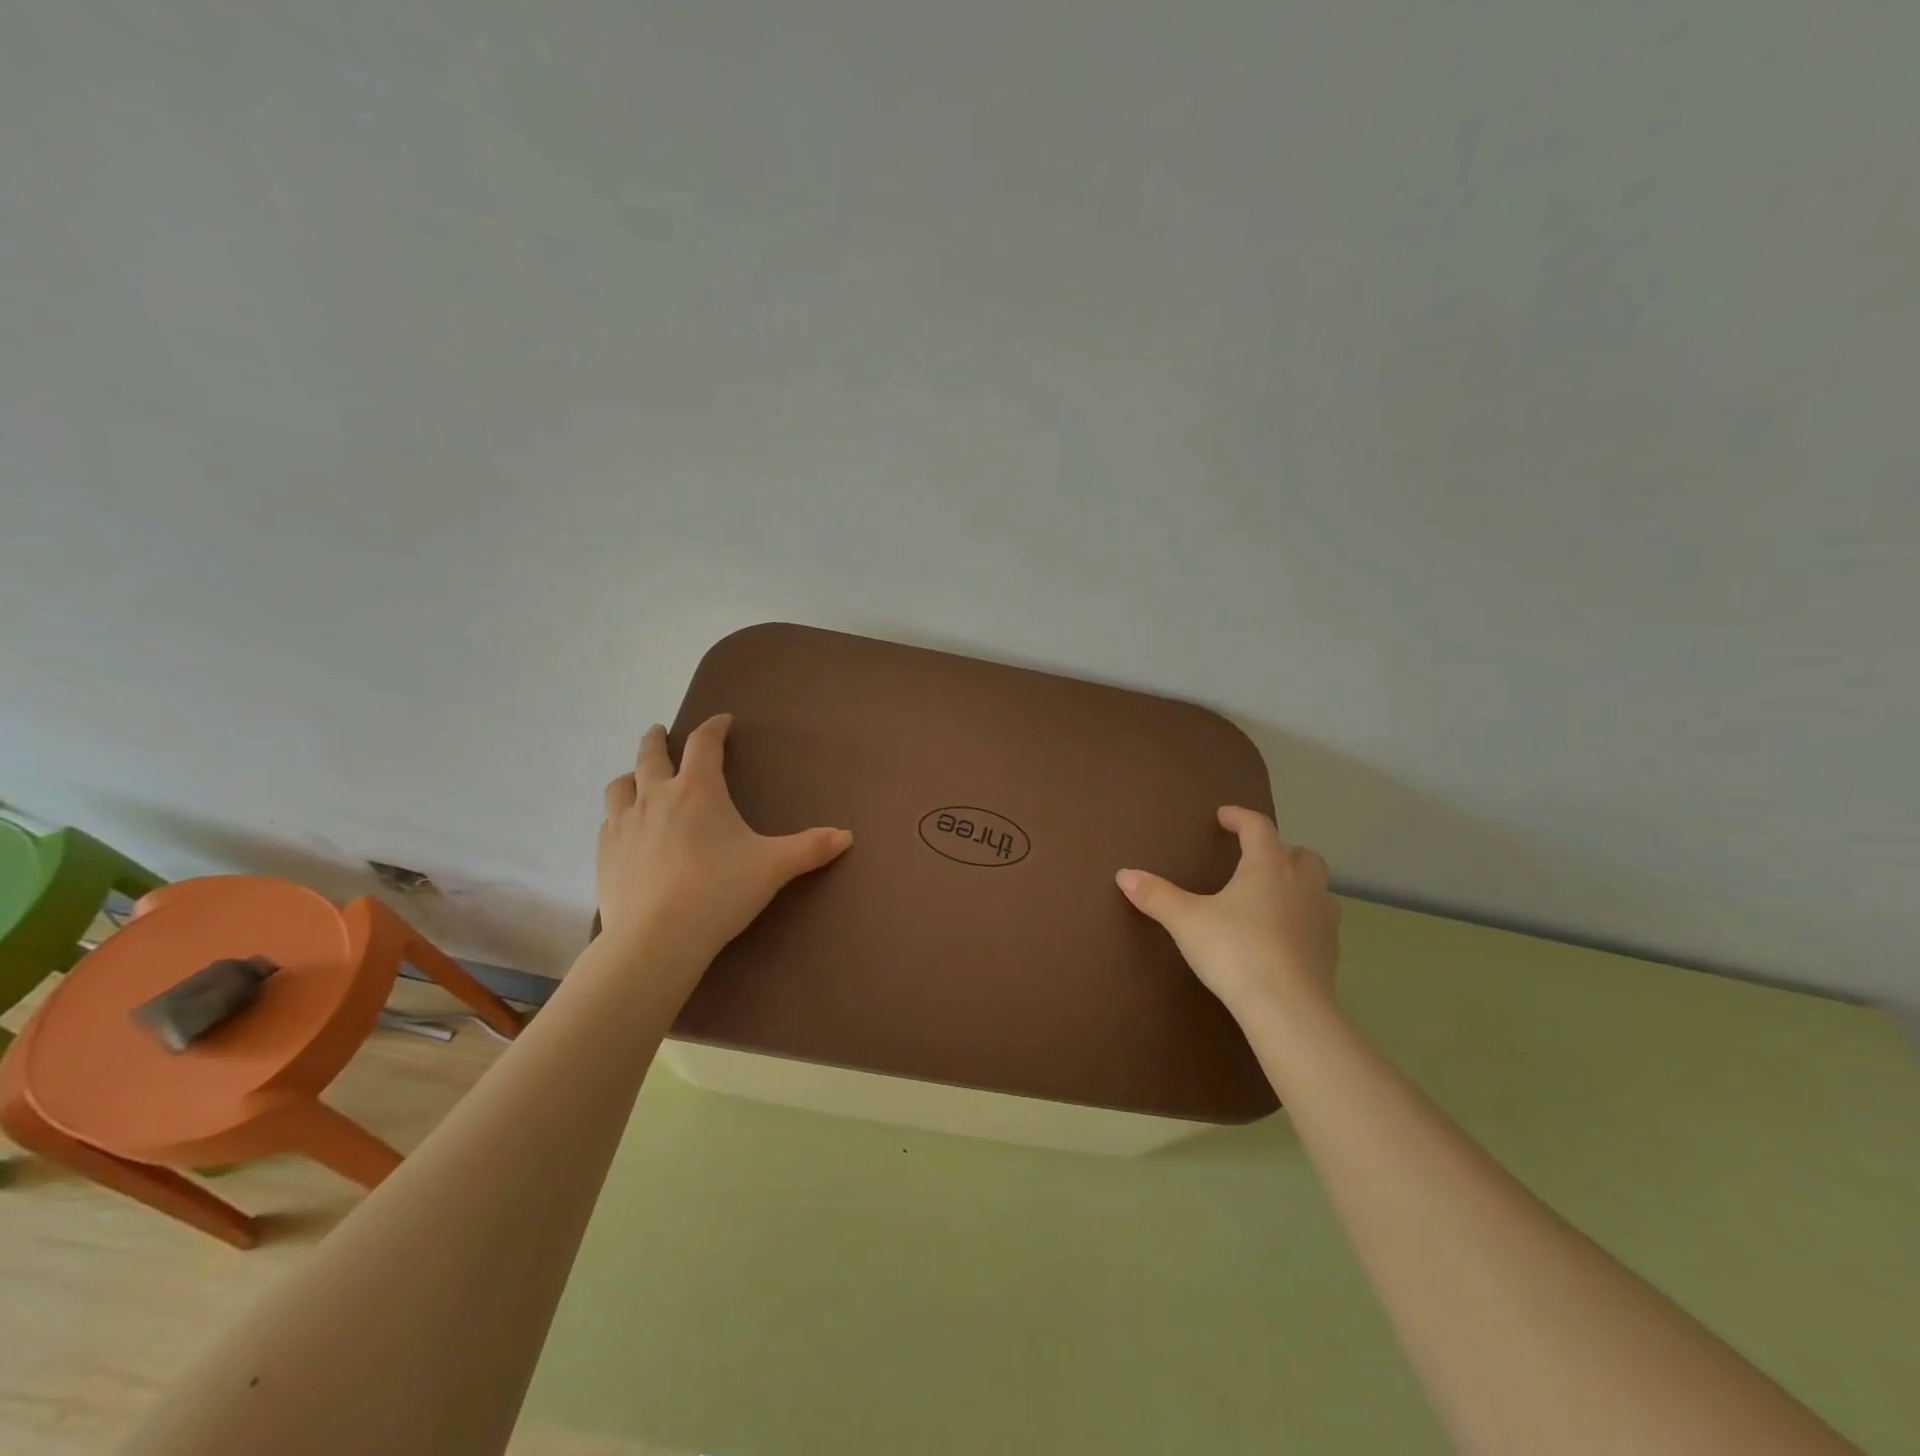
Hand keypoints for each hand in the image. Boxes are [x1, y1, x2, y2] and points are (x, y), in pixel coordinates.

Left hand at [597, 715, 852, 967]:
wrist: (657, 939)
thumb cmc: (719, 891)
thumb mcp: (773, 867)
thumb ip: (810, 848)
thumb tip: (846, 836)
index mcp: (698, 790)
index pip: (704, 743)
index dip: (714, 727)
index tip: (722, 721)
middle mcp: (656, 797)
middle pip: (650, 755)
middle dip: (658, 739)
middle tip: (660, 731)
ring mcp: (624, 825)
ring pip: (620, 786)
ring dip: (631, 775)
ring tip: (638, 778)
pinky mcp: (604, 854)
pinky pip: (608, 822)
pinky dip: (618, 815)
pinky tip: (625, 828)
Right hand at [1116, 807, 1339, 1017]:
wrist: (1287, 1007)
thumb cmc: (1235, 950)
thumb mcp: (1186, 921)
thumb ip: (1156, 896)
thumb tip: (1124, 875)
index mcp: (1267, 866)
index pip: (1258, 827)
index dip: (1240, 817)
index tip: (1223, 817)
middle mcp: (1301, 883)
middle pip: (1299, 853)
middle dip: (1279, 849)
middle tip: (1255, 858)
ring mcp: (1321, 917)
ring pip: (1317, 886)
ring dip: (1298, 883)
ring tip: (1274, 895)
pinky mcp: (1330, 950)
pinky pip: (1320, 920)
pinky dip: (1304, 917)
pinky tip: (1284, 934)